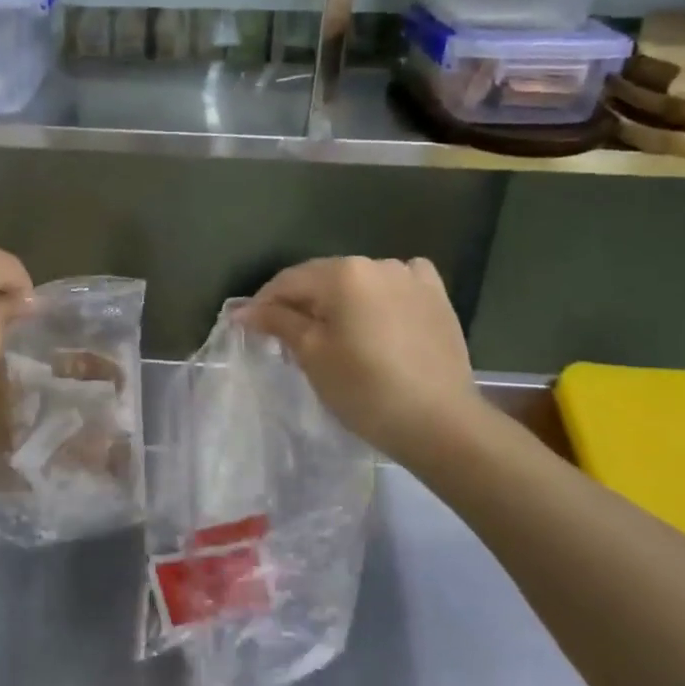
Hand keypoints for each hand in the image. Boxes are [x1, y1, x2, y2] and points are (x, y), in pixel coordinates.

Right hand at [240, 257, 482, 469]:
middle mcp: (378, 263)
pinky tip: (378, 318)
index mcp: (343, 273)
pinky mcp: (437, 297)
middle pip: (324, 278)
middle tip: (285, 338)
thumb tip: (245, 310)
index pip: (289, 281)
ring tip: (332, 335)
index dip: (264, 303)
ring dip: (339, 302)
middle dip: (301, 304)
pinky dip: (380, 297)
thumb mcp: (312, 355)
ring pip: (359, 283)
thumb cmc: (365, 389)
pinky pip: (398, 286)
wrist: (439, 422)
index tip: (248, 328)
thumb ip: (278, 322)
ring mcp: (412, 277)